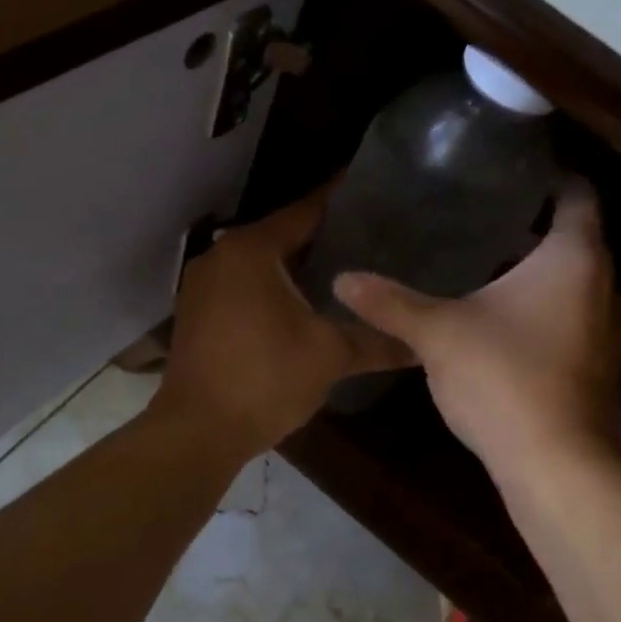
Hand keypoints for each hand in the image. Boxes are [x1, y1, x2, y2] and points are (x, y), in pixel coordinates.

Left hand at [154, 185, 413, 456]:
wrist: (197, 431)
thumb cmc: (265, 380)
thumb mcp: (330, 356)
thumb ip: (377, 341)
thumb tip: (422, 344)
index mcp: (252, 250)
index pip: (306, 211)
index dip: (340, 201)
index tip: (374, 190)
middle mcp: (221, 256)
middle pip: (282, 234)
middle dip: (324, 236)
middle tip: (372, 236)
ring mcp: (203, 284)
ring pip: (261, 262)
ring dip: (297, 265)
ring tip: (346, 268)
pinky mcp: (197, 312)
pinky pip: (244, 285)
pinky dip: (273, 286)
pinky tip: (304, 303)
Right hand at [333, 180, 620, 477]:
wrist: (556, 465)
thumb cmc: (504, 378)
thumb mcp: (437, 333)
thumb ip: (390, 302)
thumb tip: (341, 278)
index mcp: (574, 258)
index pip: (576, 196)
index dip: (550, 178)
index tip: (515, 172)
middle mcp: (606, 286)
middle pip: (576, 241)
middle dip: (534, 232)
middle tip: (484, 221)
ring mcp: (611, 332)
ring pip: (577, 286)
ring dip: (544, 278)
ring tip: (492, 270)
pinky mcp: (603, 369)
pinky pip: (577, 322)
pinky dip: (550, 314)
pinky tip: (508, 326)